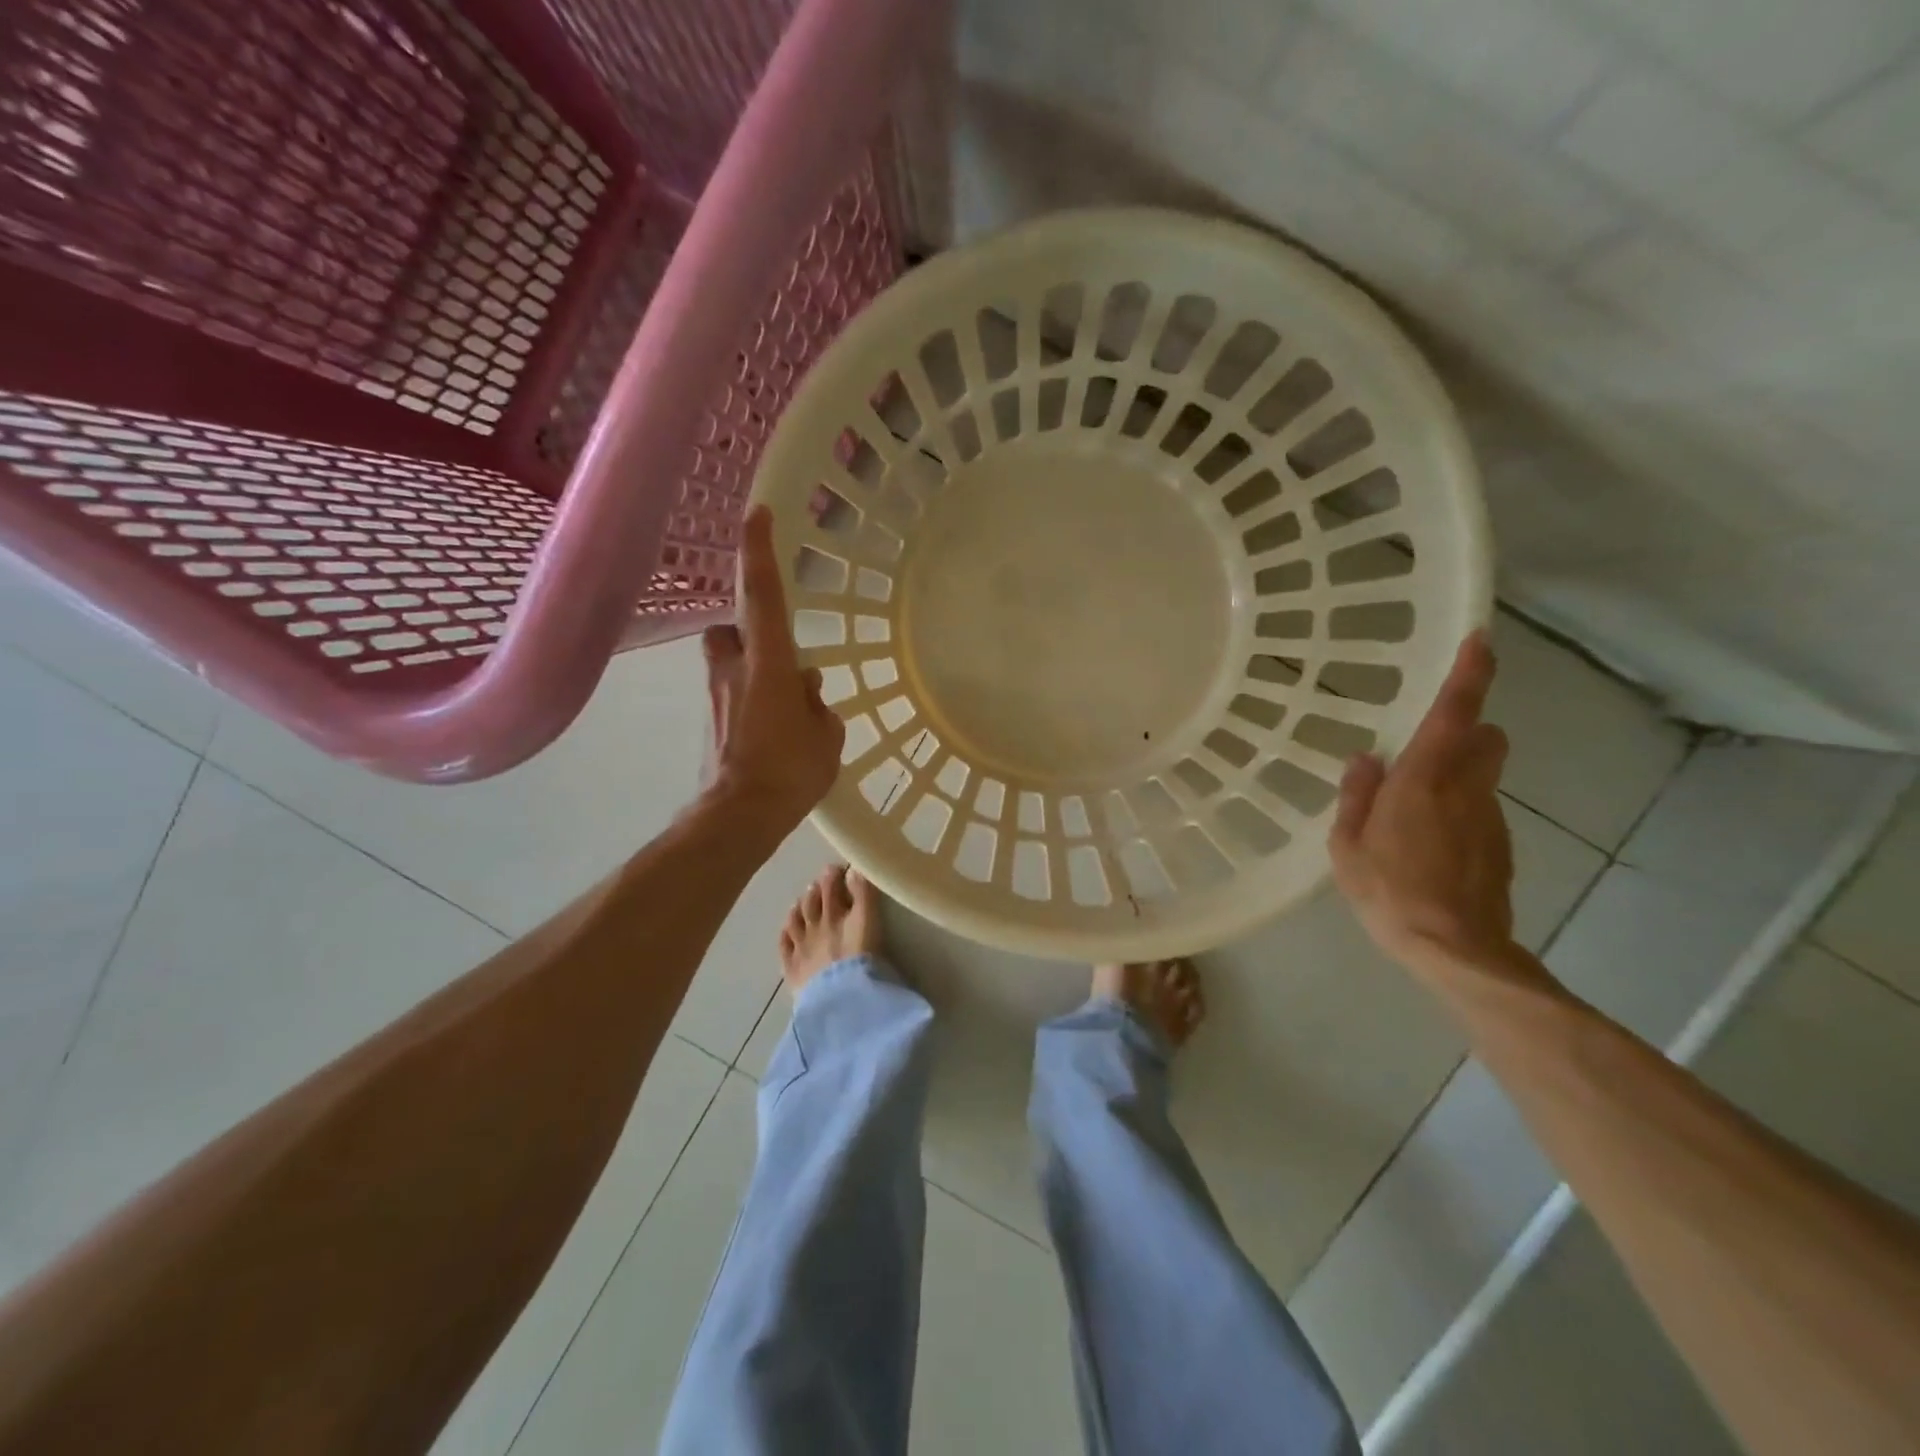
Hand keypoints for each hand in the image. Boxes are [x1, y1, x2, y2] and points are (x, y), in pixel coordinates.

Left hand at [702, 506, 844, 827]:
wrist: (739, 816)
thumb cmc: (790, 771)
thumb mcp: (826, 736)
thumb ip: (817, 706)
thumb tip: (805, 692)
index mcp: (768, 663)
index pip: (762, 595)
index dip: (758, 552)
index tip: (757, 514)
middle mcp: (734, 670)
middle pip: (728, 629)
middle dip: (746, 631)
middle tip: (774, 652)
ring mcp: (715, 697)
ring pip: (726, 664)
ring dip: (749, 670)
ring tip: (781, 704)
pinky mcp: (709, 723)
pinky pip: (730, 697)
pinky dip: (748, 703)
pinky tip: (772, 736)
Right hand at [1330, 630, 1514, 969]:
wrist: (1455, 949)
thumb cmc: (1389, 890)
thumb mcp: (1348, 845)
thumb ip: (1356, 796)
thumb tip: (1365, 760)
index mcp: (1425, 780)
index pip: (1456, 713)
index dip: (1470, 674)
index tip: (1481, 640)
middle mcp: (1467, 788)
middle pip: (1486, 738)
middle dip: (1466, 732)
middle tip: (1424, 753)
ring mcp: (1490, 818)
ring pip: (1482, 777)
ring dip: (1456, 778)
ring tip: (1411, 817)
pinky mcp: (1501, 846)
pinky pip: (1479, 811)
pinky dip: (1458, 814)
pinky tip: (1428, 850)